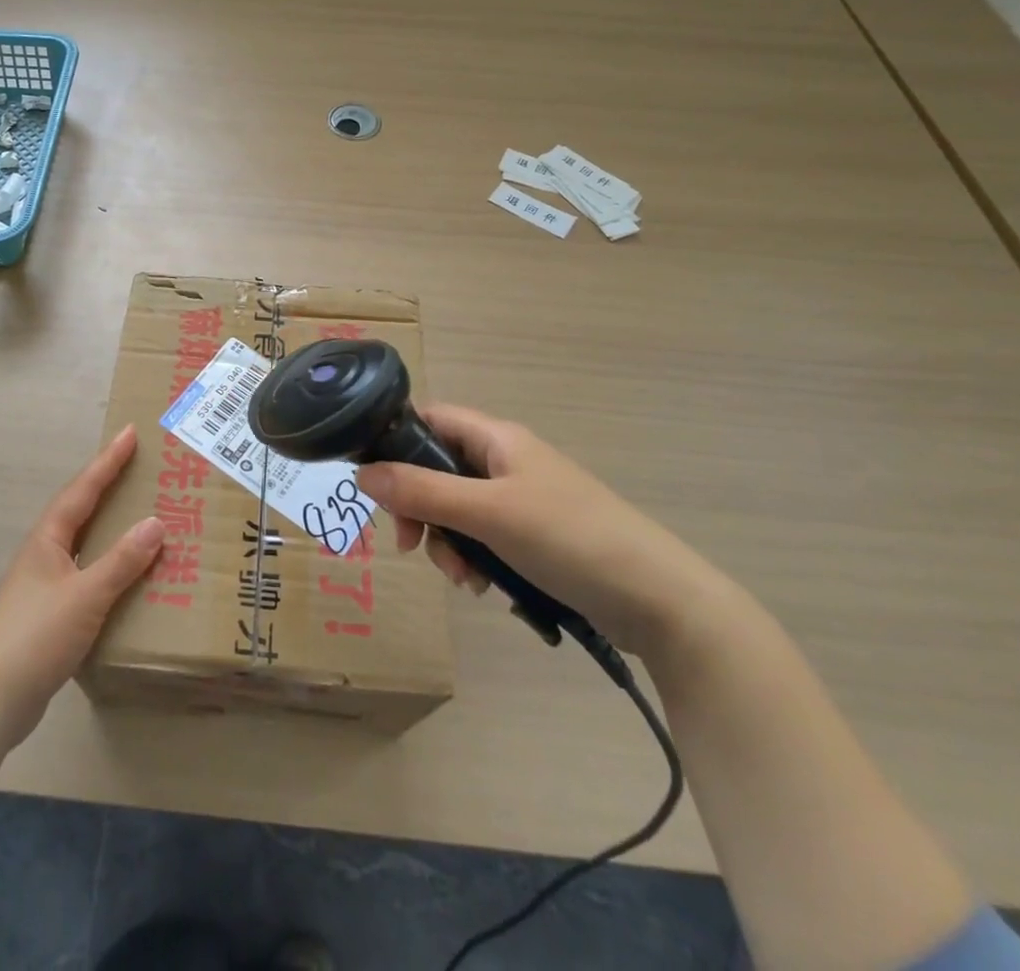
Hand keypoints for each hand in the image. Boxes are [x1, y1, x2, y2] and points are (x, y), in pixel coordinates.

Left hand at [0, 424, 163, 744]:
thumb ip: (122, 561)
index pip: (83, 490)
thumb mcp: (86, 595)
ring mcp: (44, 582)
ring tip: (137, 510)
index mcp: (48, 539)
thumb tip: (155, 523)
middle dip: (107, 483)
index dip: (107, 461)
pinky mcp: (50, 610)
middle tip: (137, 464)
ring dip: (108, 521)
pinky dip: (108, 559)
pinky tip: (125, 572)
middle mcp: (44, 552)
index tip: (129, 433)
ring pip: (83, 539)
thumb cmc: (38, 636)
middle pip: (80, 507)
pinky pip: (86, 569)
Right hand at [356, 404, 726, 655]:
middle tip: (411, 545)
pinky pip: (483, 537)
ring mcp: (521, 499)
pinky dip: (475, 559)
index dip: (394, 441)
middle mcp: (505, 461)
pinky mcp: (534, 536)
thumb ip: (422, 492)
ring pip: (457, 509)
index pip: (429, 419)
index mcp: (496, 438)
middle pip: (436, 469)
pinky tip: (484, 587)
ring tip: (463, 578)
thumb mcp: (487, 513)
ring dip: (447, 541)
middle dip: (419, 508)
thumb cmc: (569, 538)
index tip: (372, 482)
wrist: (659, 600)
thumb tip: (361, 474)